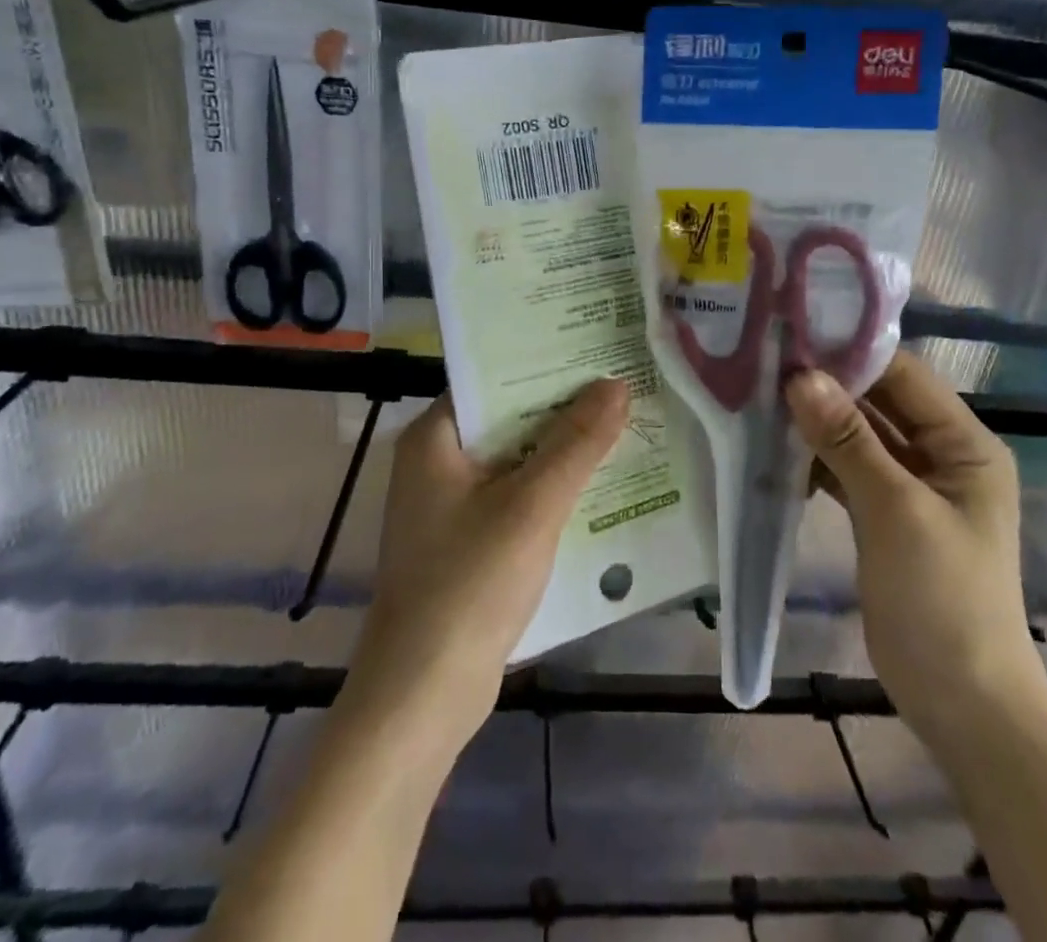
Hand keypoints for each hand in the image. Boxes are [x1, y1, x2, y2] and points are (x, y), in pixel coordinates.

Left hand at [340, 380, 629, 759]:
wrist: (421, 697)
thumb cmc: (469, 585)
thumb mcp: (531, 506)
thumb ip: (576, 443)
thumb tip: (617, 384)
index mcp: (434, 438)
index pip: (494, 379)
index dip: (545, 363)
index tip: (597, 348)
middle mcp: (436, 462)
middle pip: (509, 419)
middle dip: (564, 408)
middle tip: (623, 383)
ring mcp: (450, 505)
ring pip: (517, 460)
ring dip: (563, 451)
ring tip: (625, 423)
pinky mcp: (467, 542)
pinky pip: (516, 497)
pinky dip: (552, 490)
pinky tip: (600, 485)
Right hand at [785, 353, 1043, 743]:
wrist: (963, 705)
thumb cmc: (943, 599)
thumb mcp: (896, 511)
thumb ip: (849, 440)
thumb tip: (802, 377)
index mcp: (965, 444)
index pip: (905, 377)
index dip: (852, 356)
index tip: (793, 338)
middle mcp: (941, 455)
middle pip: (880, 404)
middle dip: (828, 387)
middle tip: (765, 363)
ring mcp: (911, 487)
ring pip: (859, 437)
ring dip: (818, 423)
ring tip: (760, 398)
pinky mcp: (885, 516)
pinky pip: (848, 471)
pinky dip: (817, 460)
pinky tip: (776, 449)